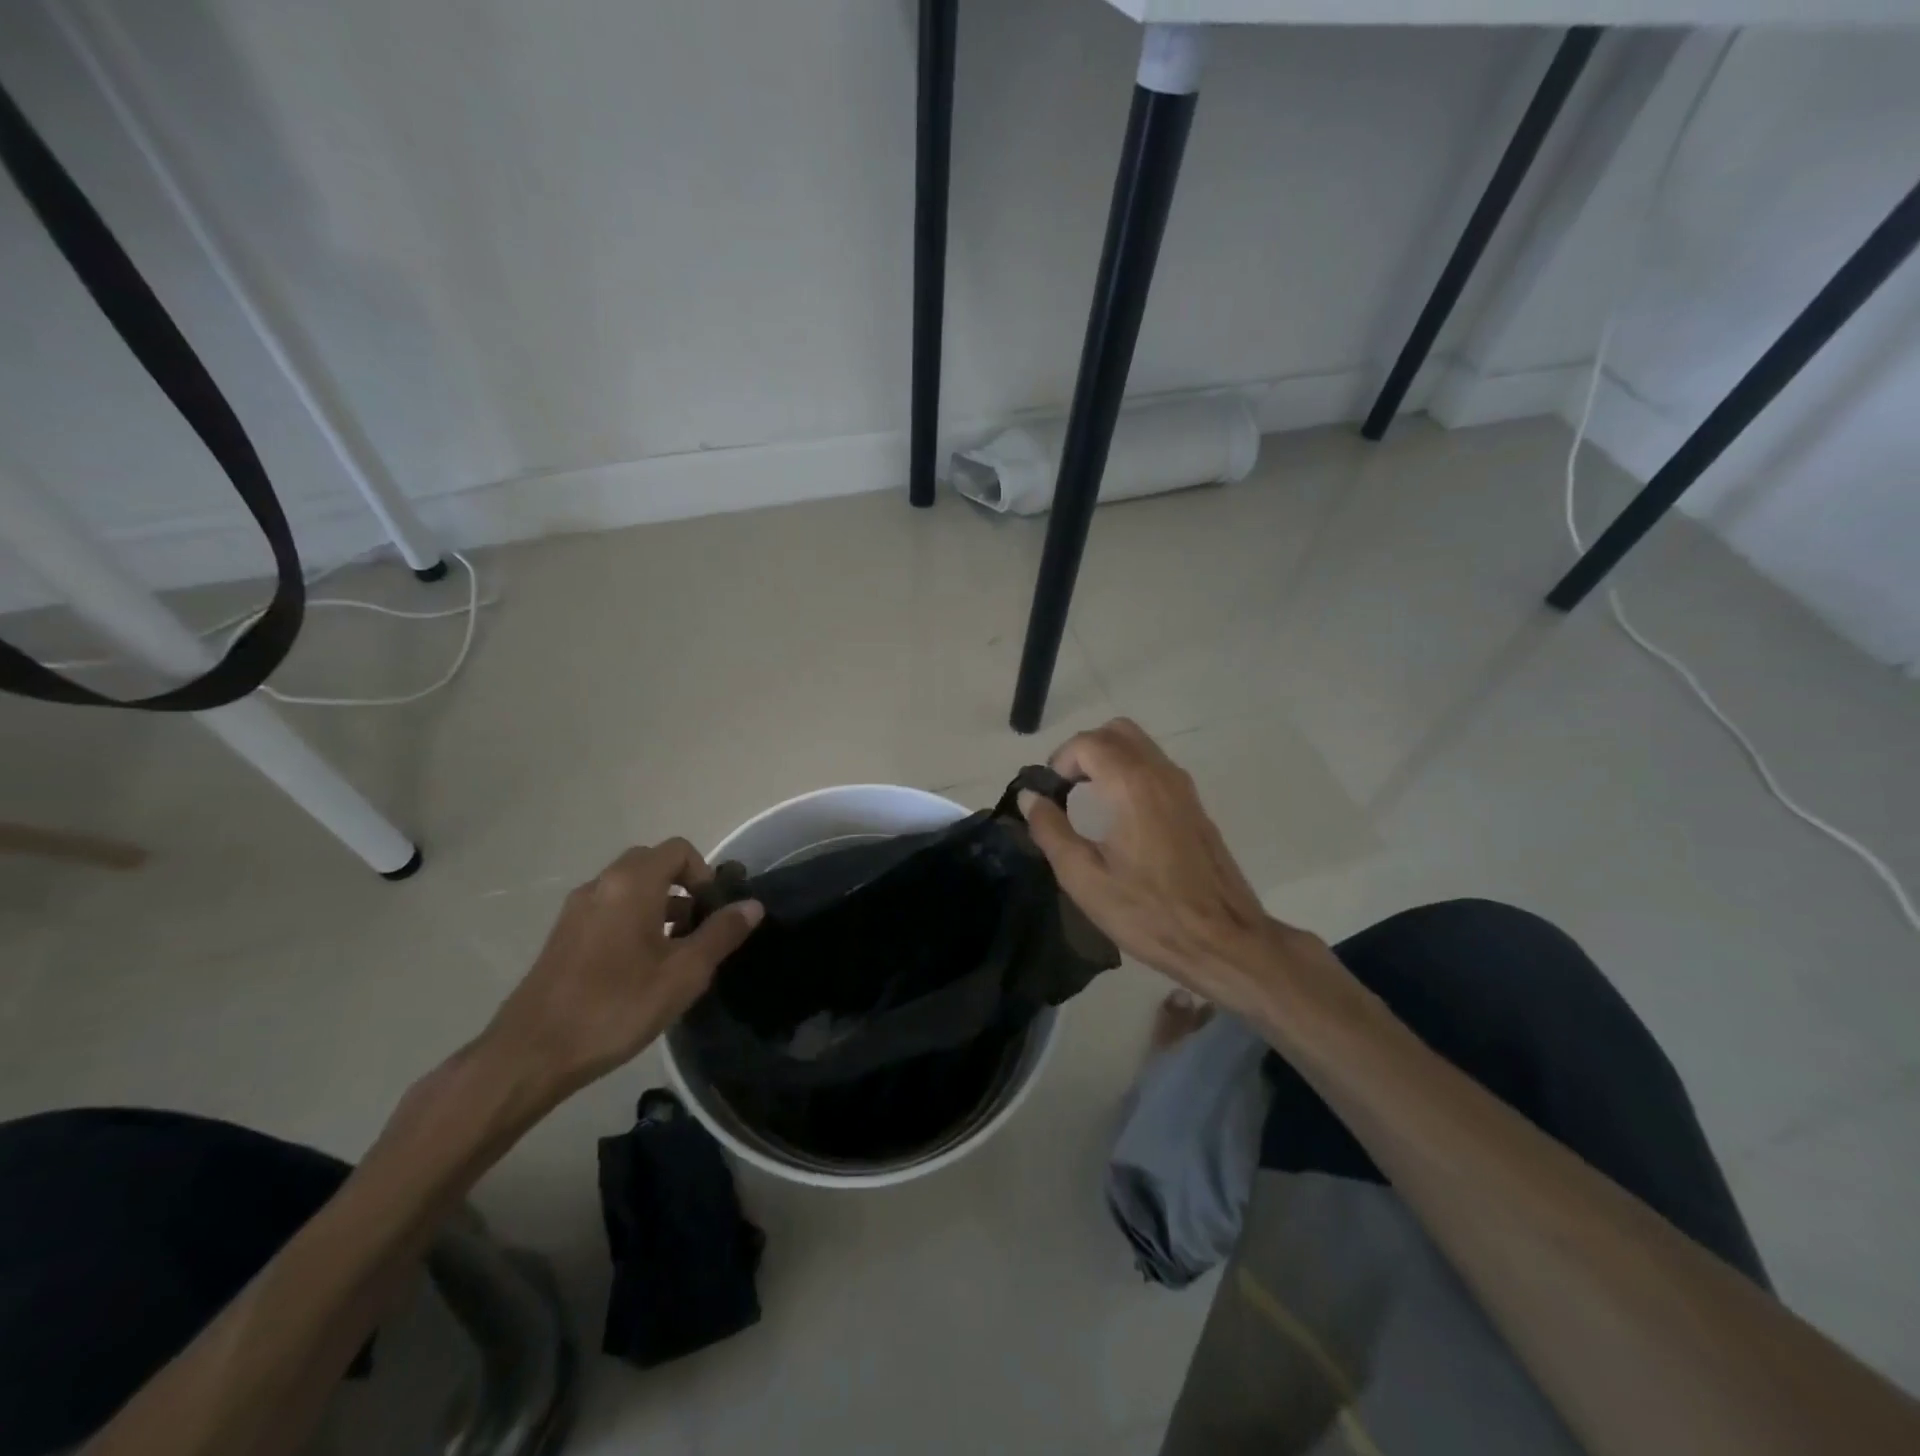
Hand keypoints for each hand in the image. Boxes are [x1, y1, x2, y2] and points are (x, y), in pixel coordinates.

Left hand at [479, 841, 762, 1104]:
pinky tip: (640, 967)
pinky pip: (609, 909)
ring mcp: (577, 909)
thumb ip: (721, 934)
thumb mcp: (684, 973)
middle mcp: (601, 884)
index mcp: (631, 884)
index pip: (679, 850)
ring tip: (675, 952)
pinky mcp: (562, 935)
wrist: (531, 1054)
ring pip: (629, 888)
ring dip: (659, 905)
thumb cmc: (616, 1006)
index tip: (713, 913)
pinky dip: (633, 920)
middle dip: (683, 887)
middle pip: (652, 863)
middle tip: (698, 928)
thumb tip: (752, 905)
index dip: (705, 874)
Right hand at [1020, 718, 1333, 1018]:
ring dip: (1108, 759)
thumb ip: (1051, 830)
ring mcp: (1183, 787)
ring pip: (1140, 746)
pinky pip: (1156, 767)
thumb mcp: (1084, 879)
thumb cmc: (1148, 913)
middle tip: (1066, 789)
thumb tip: (1031, 797)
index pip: (1087, 742)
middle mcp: (1160, 773)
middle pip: (1116, 731)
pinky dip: (1130, 773)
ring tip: (1089, 801)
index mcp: (1131, 785)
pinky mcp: (1195, 805)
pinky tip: (1120, 817)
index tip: (1050, 795)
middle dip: (1084, 751)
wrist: (1224, 941)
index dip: (1060, 761)